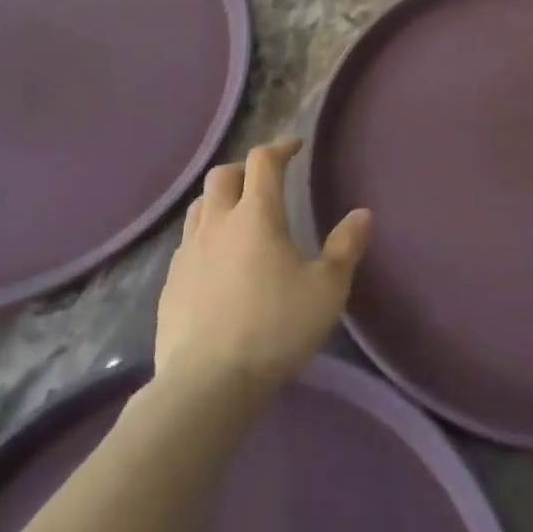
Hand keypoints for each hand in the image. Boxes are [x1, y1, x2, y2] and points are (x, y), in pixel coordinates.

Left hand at [153, 137, 371, 396]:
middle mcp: (217, 223)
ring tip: (240, 216)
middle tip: (266, 180)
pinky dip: (206, 236)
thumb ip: (346, 247)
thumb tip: (362, 214)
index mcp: (256, 216)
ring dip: (221, 199)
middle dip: (246, 168)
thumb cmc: (275, 329)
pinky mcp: (170, 284)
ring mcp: (187, 253)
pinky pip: (187, 243)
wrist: (206, 385)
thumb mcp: (327, 289)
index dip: (281, 147)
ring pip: (200, 207)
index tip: (296, 146)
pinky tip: (218, 262)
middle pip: (223, 175)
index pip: (263, 161)